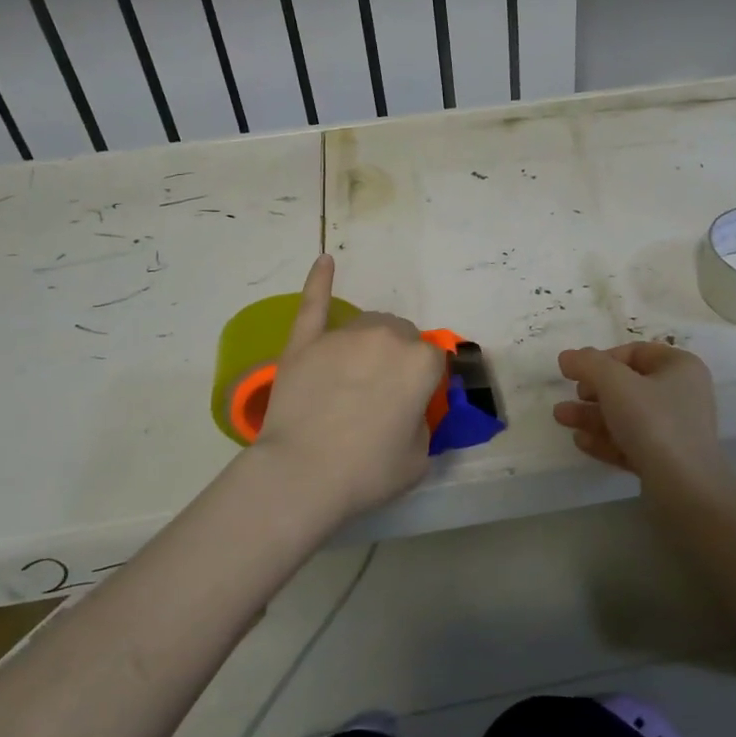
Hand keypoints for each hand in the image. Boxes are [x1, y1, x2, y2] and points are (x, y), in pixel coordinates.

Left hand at [250, 256, 444, 523]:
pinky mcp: (306, 341)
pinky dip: (319, 280)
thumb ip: (422, 421)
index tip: (412, 404)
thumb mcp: (419, 457)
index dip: (424, 383)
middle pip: (401, 335)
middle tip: (382, 395)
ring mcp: (343, 335)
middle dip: (398, 358)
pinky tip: (325, 261)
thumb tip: (409, 408)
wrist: (301, 475)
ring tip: (355, 373)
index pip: (434, 359)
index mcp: (420, 362)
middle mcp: (386, 337)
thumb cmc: (367, 472)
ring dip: (370, 341)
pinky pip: (314, 302)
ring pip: (367, 323)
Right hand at [554, 343, 732, 491]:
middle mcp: (682, 394)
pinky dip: (606, 439)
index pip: (635, 352)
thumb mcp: (615, 383)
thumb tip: (568, 356)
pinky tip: (581, 442)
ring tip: (561, 418)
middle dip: (593, 390)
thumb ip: (588, 364)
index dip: (602, 359)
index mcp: (680, 367)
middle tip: (572, 396)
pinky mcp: (666, 461)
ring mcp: (675, 430)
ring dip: (592, 415)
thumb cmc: (653, 422)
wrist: (685, 490)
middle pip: (628, 385)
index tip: (577, 372)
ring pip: (626, 415)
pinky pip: (631, 442)